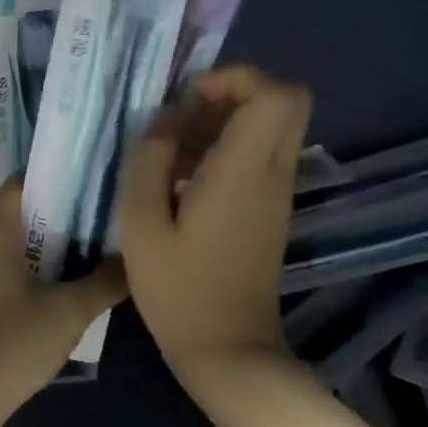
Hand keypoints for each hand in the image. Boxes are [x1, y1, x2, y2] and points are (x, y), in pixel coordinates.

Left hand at [0, 180, 126, 426]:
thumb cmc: (9, 345)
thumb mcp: (68, 313)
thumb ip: (105, 281)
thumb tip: (134, 257)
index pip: (25, 180)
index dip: (61, 177)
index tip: (99, 182)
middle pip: (22, 210)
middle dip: (64, 212)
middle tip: (108, 216)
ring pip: (15, 241)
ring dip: (50, 242)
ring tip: (96, 246)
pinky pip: (5, 265)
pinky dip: (33, 265)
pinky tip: (64, 283)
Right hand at [119, 66, 312, 379]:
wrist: (227, 348)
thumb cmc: (178, 288)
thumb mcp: (142, 222)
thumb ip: (150, 159)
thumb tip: (165, 119)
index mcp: (244, 171)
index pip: (276, 93)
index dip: (235, 78)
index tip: (190, 100)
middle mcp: (273, 173)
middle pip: (285, 100)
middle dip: (234, 93)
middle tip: (186, 117)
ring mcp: (277, 193)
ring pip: (272, 127)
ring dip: (226, 123)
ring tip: (173, 153)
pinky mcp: (271, 210)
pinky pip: (261, 156)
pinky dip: (228, 150)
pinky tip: (184, 181)